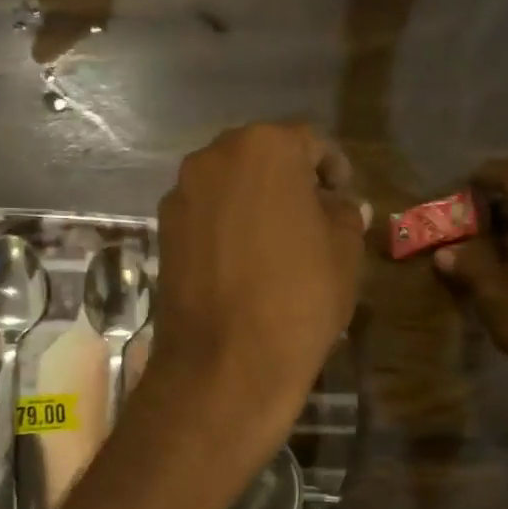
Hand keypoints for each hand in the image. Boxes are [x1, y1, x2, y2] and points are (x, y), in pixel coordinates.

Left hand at [144, 122, 366, 445]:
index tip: (343, 195)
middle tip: (312, 215)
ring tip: (277, 240)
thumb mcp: (345, 253)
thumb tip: (341, 206)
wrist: (225, 365)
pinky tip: (244, 260)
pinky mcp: (163, 232)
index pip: (310, 143)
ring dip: (255, 201)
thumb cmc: (299, 299)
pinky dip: (227, 226)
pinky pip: (205, 215)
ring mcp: (181, 195)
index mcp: (266, 147)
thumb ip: (345, 215)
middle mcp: (214, 157)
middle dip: (289, 180)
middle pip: (262, 157)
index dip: (333, 169)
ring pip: (229, 186)